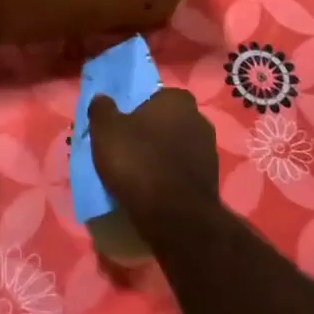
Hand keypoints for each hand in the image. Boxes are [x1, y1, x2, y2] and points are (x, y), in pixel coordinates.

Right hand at [89, 88, 220, 221]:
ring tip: (138, 173)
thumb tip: (102, 99)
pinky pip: (183, 172)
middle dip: (152, 133)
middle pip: (168, 122)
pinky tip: (153, 190)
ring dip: (162, 156)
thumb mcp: (105, 130)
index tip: (123, 125)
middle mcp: (199, 120)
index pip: (156, 96)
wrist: (174, 216)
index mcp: (177, 100)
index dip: (138, 109)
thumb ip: (102, 109)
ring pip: (177, 148)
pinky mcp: (212, 182)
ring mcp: (209, 152)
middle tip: (128, 148)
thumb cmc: (138, 161)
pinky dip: (170, 178)